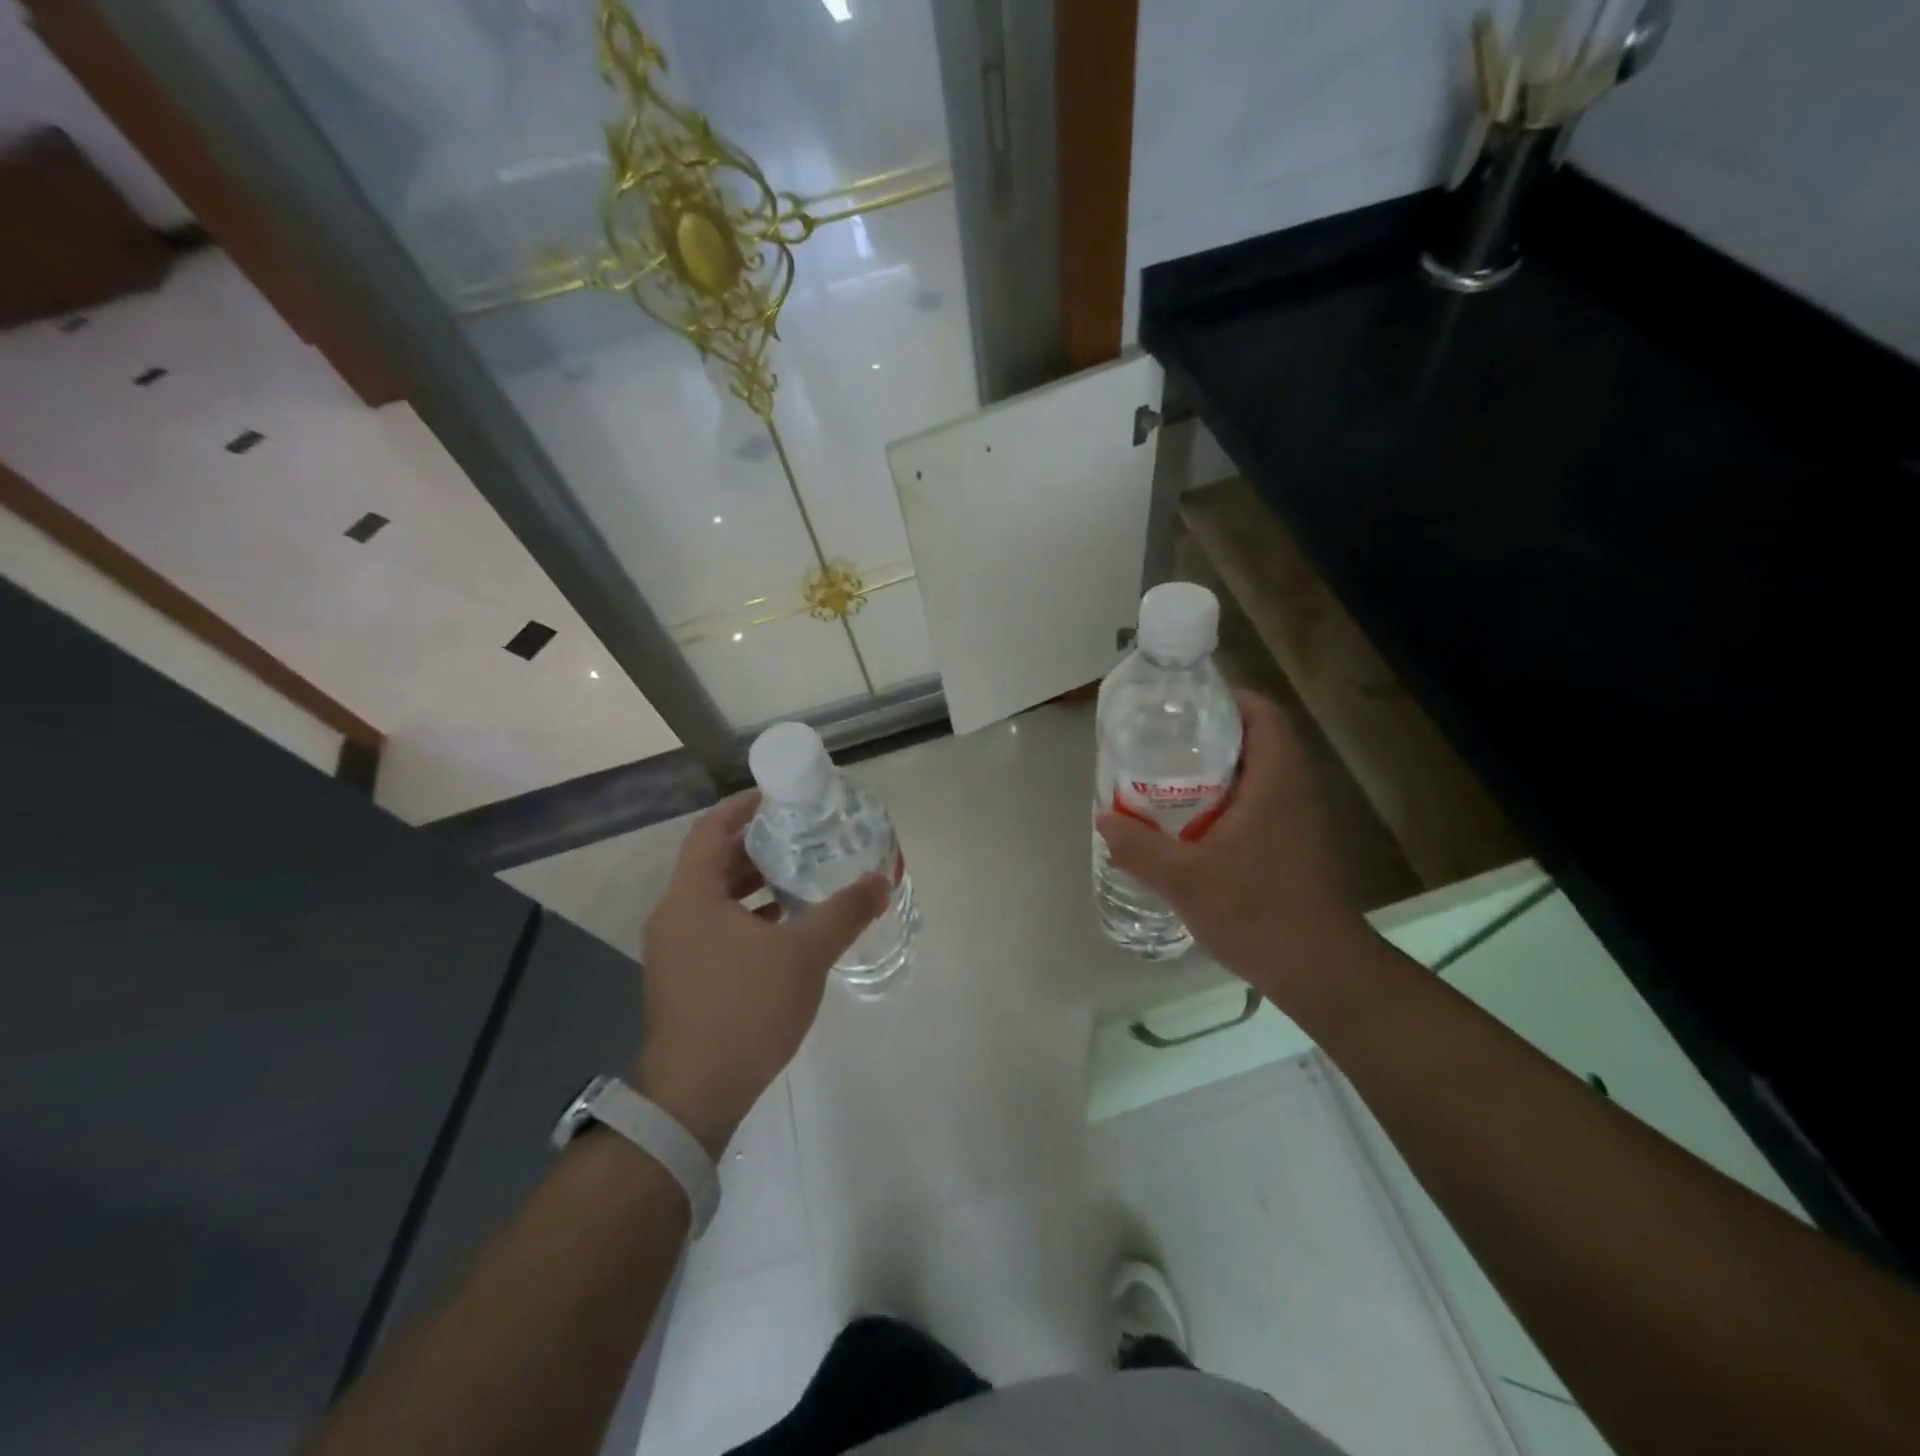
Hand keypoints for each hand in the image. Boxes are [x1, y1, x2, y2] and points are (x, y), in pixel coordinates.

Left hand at [634, 791, 886, 1155]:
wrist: (695, 1096)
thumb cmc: (745, 1010)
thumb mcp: (805, 955)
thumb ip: (844, 913)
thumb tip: (881, 882)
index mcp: (691, 896)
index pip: (712, 829)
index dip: (745, 806)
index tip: (783, 796)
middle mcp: (675, 914)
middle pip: (715, 861)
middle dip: (759, 845)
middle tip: (804, 834)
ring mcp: (675, 949)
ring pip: (717, 897)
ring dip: (756, 883)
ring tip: (802, 874)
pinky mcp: (684, 977)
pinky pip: (717, 926)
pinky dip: (749, 916)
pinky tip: (786, 926)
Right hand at [1096, 691, 1373, 1011]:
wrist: (1319, 970)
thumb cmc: (1257, 913)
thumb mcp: (1185, 880)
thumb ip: (1140, 847)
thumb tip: (1104, 818)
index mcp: (1275, 782)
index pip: (1263, 716)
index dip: (1228, 699)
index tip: (1183, 706)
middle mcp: (1292, 791)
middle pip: (1256, 741)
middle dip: (1209, 735)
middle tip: (1161, 743)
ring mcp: (1296, 821)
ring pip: (1255, 775)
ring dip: (1215, 771)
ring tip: (1165, 778)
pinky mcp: (1292, 846)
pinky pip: (1256, 804)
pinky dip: (1223, 801)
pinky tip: (1189, 825)